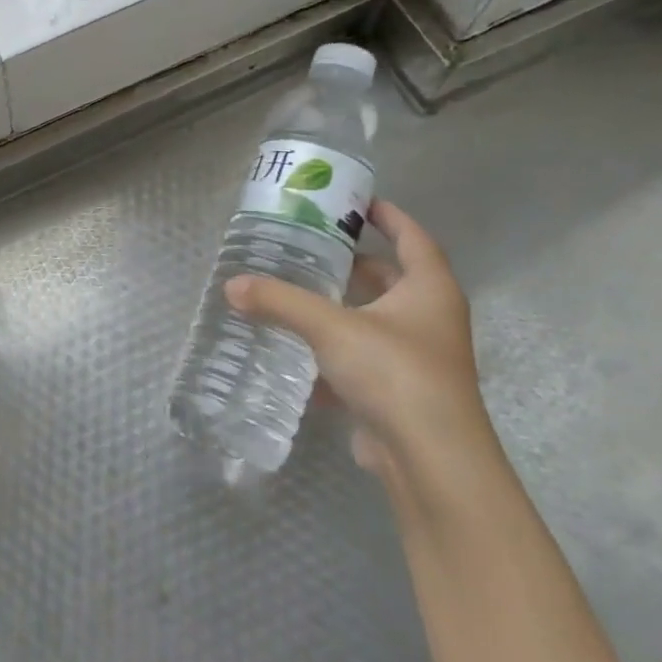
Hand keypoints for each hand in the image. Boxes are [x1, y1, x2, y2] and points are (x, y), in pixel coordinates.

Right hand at [225, 199, 491, 482]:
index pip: (414, 238)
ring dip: (339, 309)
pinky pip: (360, 360)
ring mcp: (416, 359)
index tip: (357, 202)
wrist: (430, 459)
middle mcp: (429, 320)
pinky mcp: (398, 392)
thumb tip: (232, 285)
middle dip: (353, 264)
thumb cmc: (395, 373)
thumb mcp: (331, 327)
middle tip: (309, 248)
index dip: (389, 217)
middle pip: (391, 279)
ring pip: (372, 321)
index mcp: (429, 291)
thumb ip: (280, 302)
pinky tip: (296, 353)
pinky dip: (332, 352)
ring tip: (294, 292)